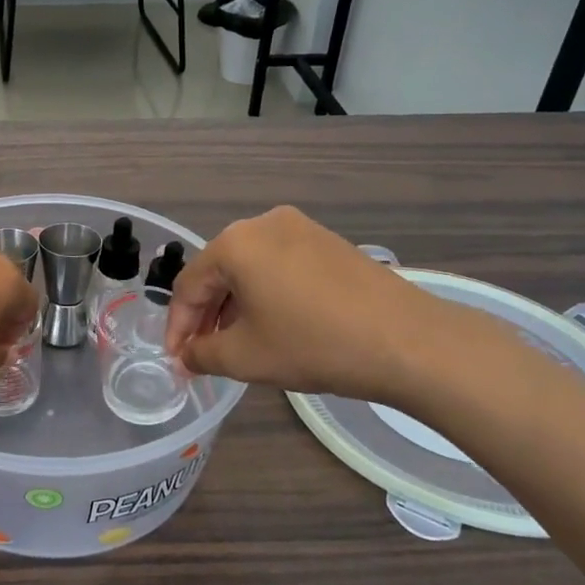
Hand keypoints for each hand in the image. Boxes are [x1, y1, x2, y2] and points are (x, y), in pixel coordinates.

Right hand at [164, 206, 449, 402]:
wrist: (408, 341)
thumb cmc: (314, 344)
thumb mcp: (246, 357)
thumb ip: (202, 354)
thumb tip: (186, 356)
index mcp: (235, 243)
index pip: (188, 285)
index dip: (177, 326)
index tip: (176, 360)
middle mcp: (263, 223)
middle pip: (218, 272)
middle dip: (205, 316)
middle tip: (201, 354)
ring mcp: (301, 229)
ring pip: (249, 269)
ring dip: (234, 306)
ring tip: (235, 344)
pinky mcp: (329, 243)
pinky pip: (279, 266)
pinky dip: (265, 295)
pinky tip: (273, 325)